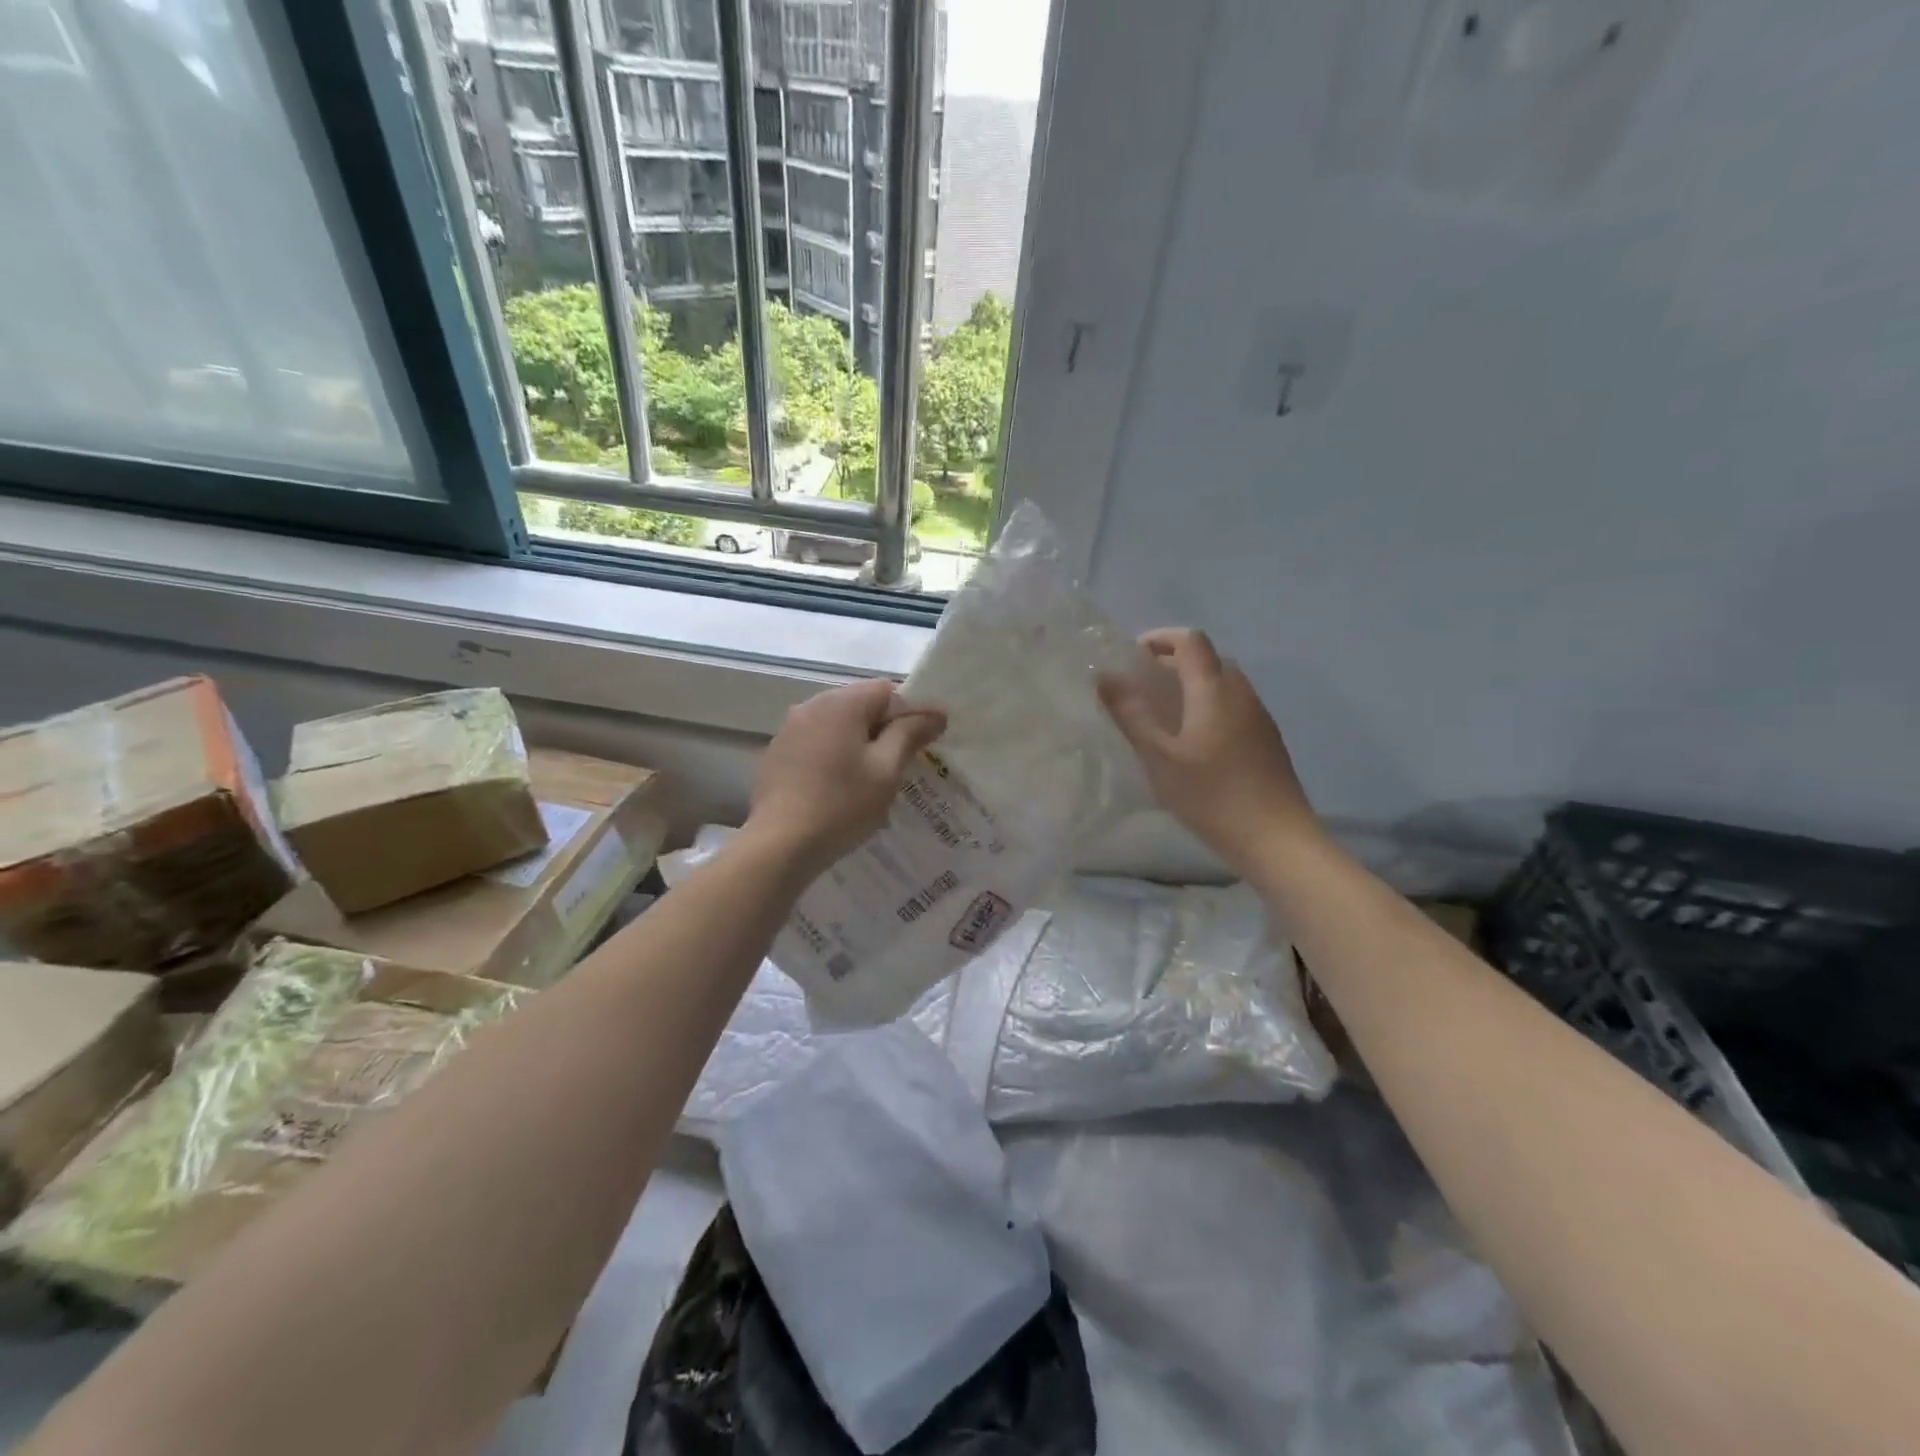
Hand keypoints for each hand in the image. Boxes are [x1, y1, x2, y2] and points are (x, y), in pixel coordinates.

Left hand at [744, 679, 946, 877]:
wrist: (780, 845)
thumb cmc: (842, 804)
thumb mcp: (886, 770)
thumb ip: (910, 734)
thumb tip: (935, 712)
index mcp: (841, 703)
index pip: (887, 691)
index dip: (912, 712)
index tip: (927, 741)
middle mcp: (811, 706)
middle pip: (860, 704)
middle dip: (885, 727)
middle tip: (903, 762)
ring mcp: (789, 729)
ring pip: (837, 724)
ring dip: (859, 741)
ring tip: (873, 777)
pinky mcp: (777, 754)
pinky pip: (817, 742)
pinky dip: (835, 755)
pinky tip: (840, 786)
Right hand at [1099, 628, 1319, 872]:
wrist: (1276, 838)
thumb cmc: (1211, 795)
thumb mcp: (1159, 757)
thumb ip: (1131, 715)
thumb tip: (1105, 677)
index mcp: (1214, 690)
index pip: (1191, 641)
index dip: (1160, 638)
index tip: (1132, 656)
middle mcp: (1241, 693)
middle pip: (1208, 659)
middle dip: (1173, 662)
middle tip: (1141, 686)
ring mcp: (1259, 717)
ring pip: (1223, 683)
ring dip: (1192, 685)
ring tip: (1163, 714)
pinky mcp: (1267, 740)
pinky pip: (1234, 706)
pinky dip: (1208, 705)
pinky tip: (1193, 741)